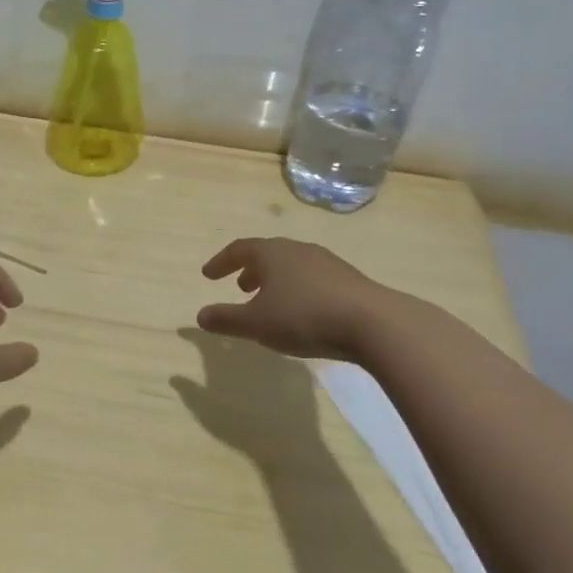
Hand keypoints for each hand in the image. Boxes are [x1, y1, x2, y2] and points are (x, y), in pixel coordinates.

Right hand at [196, 237, 385, 361]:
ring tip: (270, 301)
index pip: (239, 249)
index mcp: (272, 253)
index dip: (221, 261)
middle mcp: (297, 250)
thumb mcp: (257, 323)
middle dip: (250, 269)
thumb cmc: (303, 317)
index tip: (208, 275)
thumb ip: (226, 319)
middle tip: (240, 286)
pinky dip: (298, 289)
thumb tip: (200, 316)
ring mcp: (326, 262)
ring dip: (275, 280)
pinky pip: (313, 278)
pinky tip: (302, 311)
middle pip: (268, 254)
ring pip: (292, 265)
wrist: (372, 323)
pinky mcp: (348, 279)